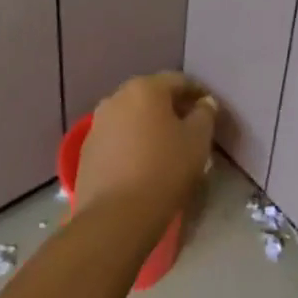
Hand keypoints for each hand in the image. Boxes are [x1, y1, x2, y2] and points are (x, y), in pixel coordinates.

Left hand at [78, 73, 216, 238]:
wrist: (115, 216)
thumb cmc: (164, 170)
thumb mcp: (198, 140)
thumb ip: (205, 115)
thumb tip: (204, 103)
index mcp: (145, 88)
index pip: (179, 81)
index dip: (198, 93)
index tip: (210, 110)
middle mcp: (116, 97)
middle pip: (152, 96)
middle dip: (172, 108)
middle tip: (190, 128)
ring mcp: (97, 124)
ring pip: (132, 117)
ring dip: (149, 126)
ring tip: (166, 148)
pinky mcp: (86, 150)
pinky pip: (117, 139)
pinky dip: (132, 144)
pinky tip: (142, 164)